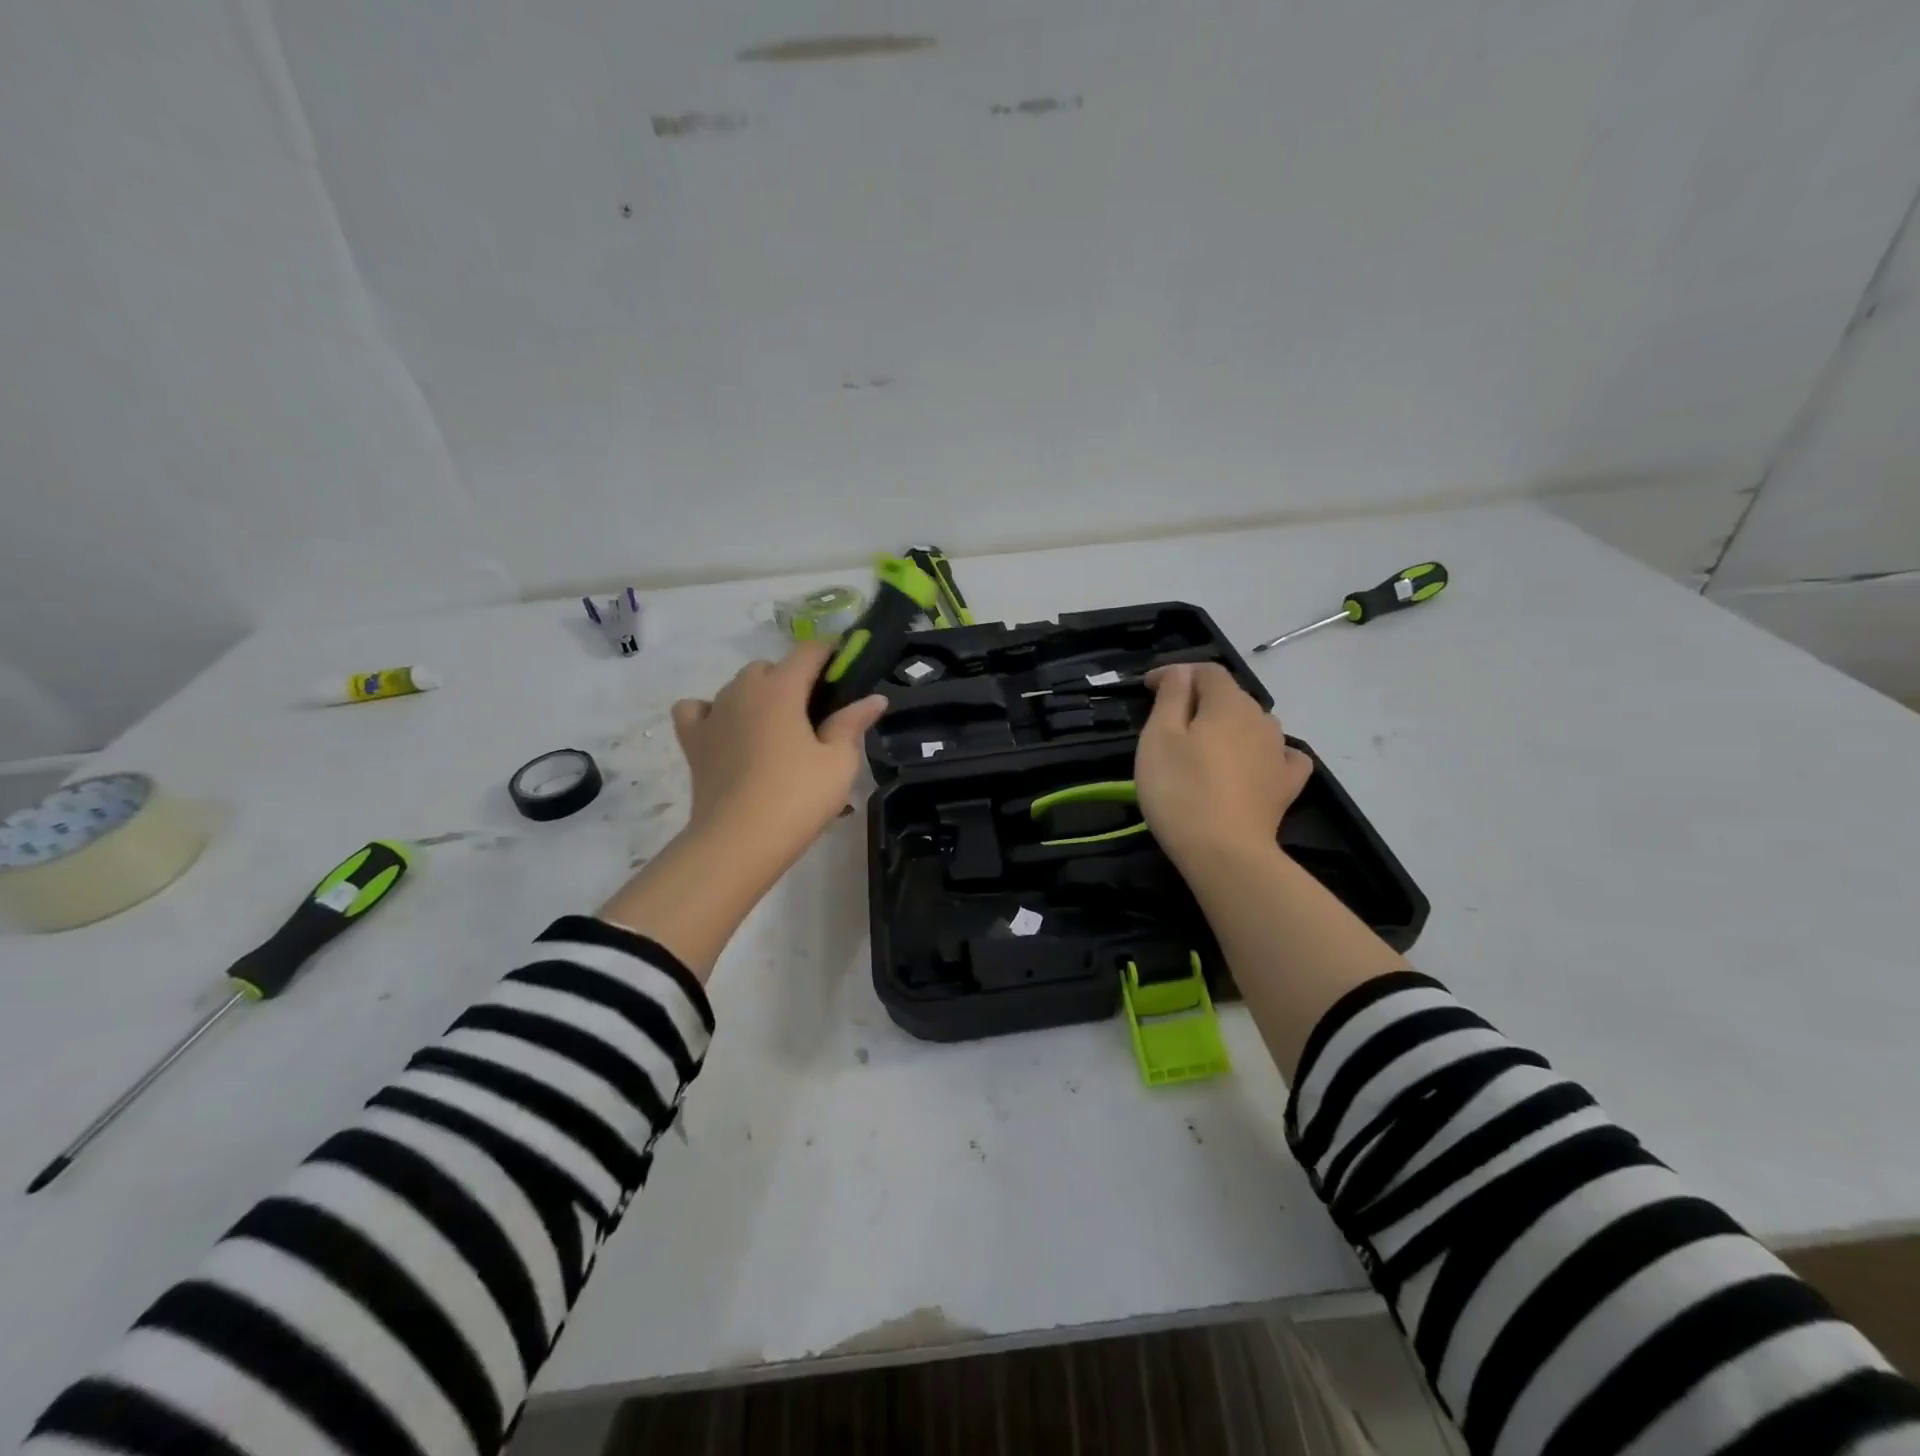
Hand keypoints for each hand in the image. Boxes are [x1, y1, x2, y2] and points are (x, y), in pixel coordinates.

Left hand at [670, 642, 887, 869]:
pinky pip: (697, 710)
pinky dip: (712, 713)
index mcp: (781, 689)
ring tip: (777, 730)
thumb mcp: (839, 762)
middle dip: (793, 679)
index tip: (847, 666)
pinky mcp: (693, 740)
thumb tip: (874, 698)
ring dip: (759, 696)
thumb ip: (853, 723)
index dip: (831, 652)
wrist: (739, 841)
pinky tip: (727, 732)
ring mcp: (713, 713)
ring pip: (737, 687)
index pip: (809, 651)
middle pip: (770, 667)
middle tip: (815, 714)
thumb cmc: (797, 797)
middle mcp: (742, 690)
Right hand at [1135, 663, 1312, 866]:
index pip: (1205, 671)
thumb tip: (1181, 672)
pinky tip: (1255, 763)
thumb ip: (1171, 697)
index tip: (1148, 688)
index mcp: (1228, 703)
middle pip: (1229, 696)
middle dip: (1200, 698)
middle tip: (1168, 718)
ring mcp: (1279, 752)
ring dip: (1229, 725)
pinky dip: (1264, 752)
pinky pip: (1280, 755)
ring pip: (1253, 724)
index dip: (1176, 673)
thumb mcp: (1159, 737)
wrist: (1224, 852)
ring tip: (1205, 743)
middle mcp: (1261, 718)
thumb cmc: (1180, 790)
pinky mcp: (1286, 785)